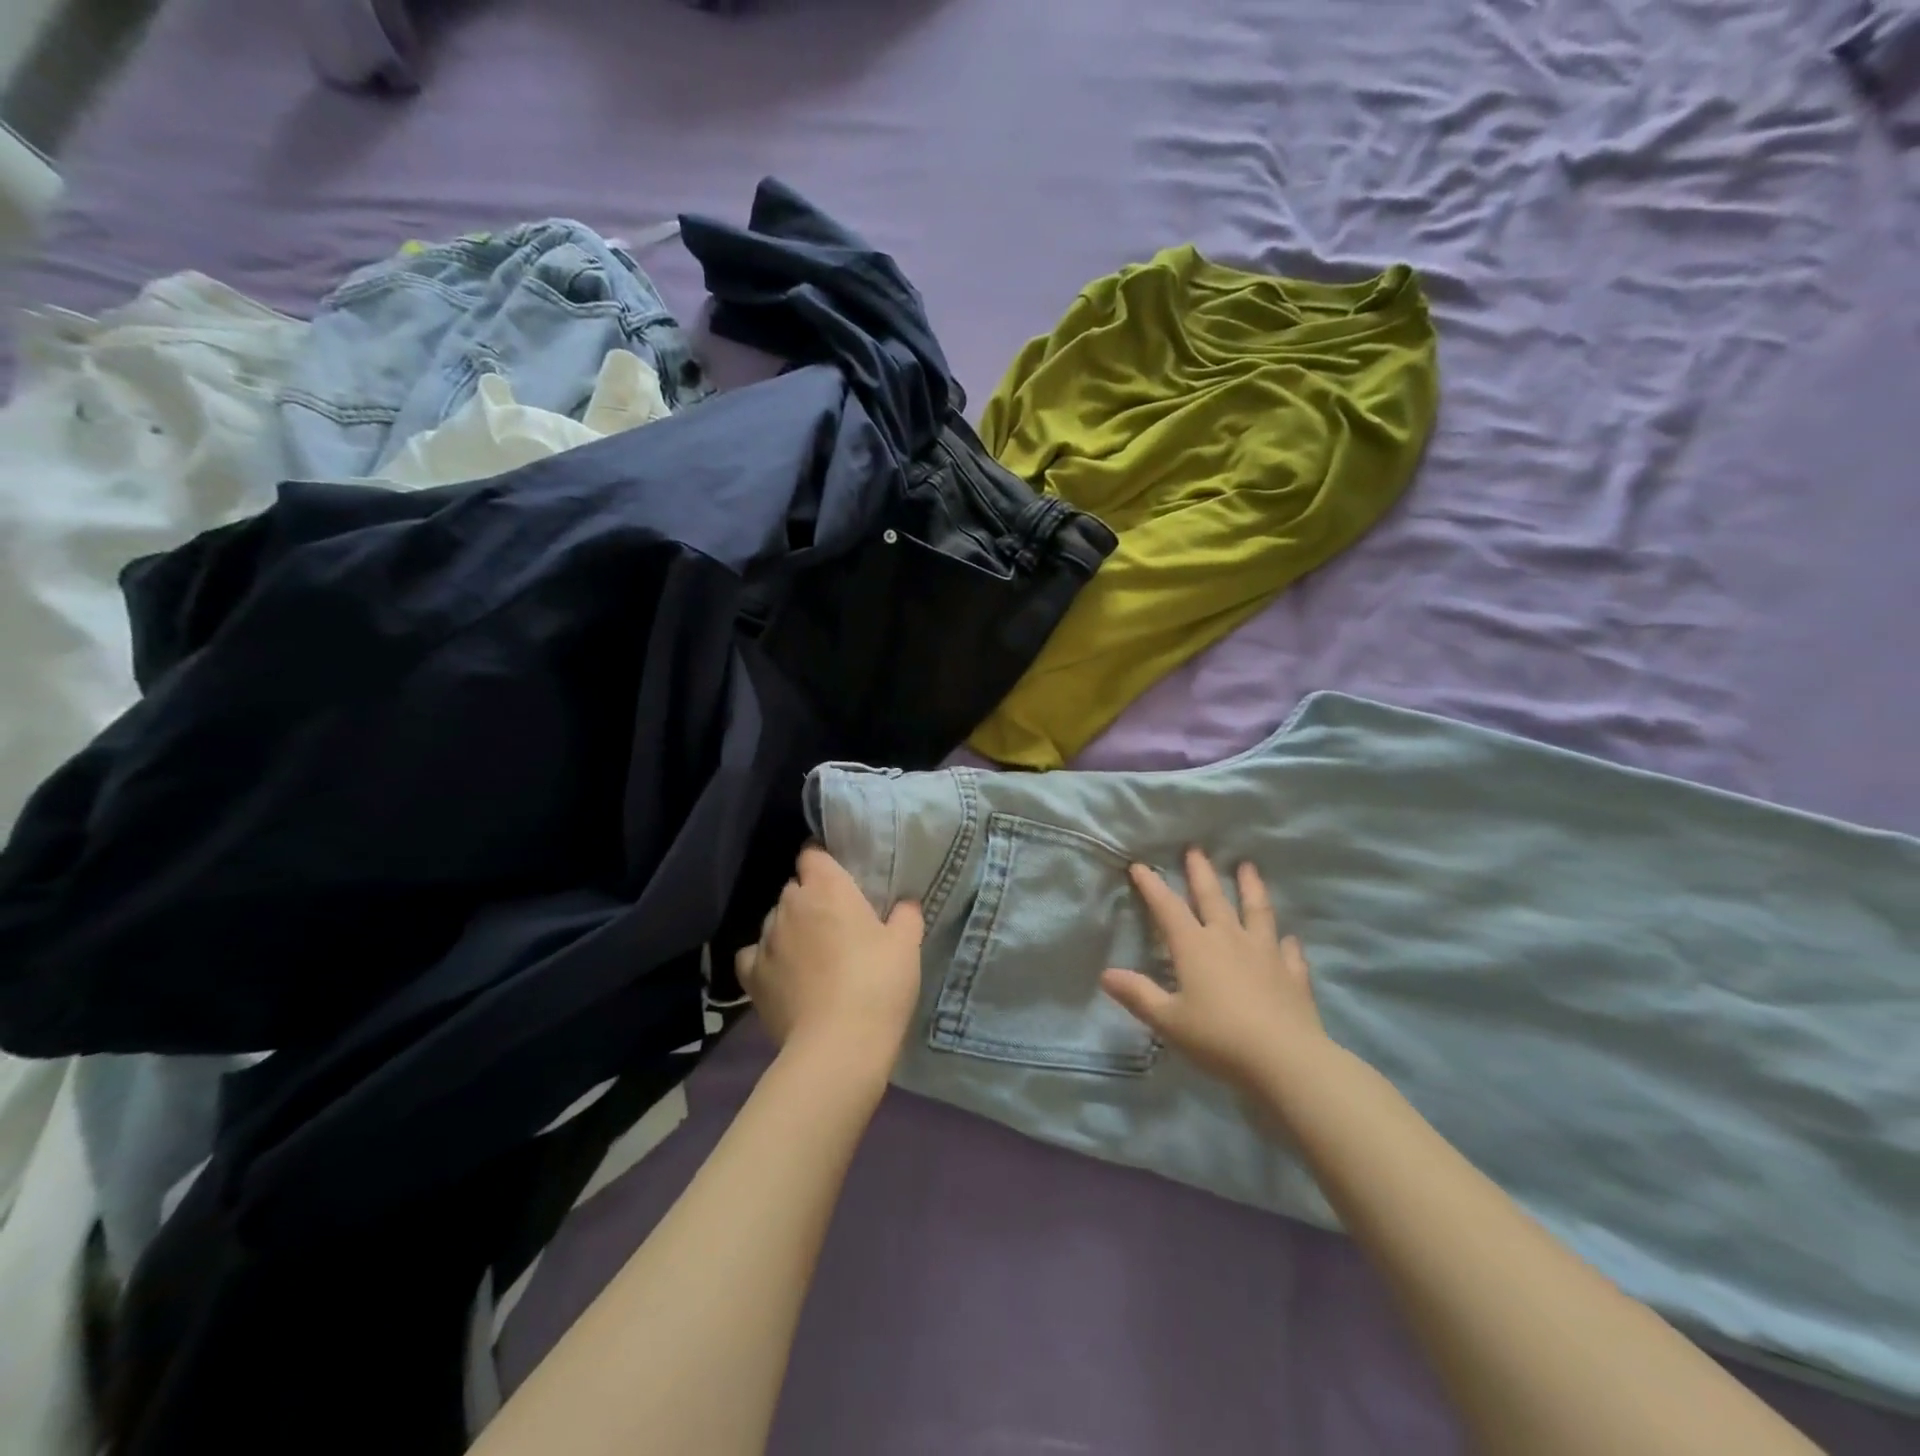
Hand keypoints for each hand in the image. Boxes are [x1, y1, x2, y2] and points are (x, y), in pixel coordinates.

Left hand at [735, 845, 923, 1071]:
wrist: (838, 1046)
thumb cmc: (877, 984)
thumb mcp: (906, 945)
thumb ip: (905, 915)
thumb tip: (903, 904)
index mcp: (827, 888)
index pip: (812, 854)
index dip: (823, 862)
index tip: (840, 877)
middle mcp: (790, 904)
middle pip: (795, 888)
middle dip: (811, 898)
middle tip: (837, 922)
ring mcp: (766, 940)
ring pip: (775, 920)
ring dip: (791, 928)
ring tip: (812, 953)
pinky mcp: (752, 976)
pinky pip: (754, 954)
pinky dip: (766, 957)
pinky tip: (781, 971)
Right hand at [1101, 849, 1327, 1090]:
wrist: (1284, 1060)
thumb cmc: (1218, 1038)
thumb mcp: (1168, 1020)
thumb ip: (1138, 994)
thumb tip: (1106, 974)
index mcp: (1194, 947)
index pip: (1168, 908)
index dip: (1152, 886)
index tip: (1139, 866)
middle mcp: (1228, 939)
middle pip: (1212, 898)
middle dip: (1200, 872)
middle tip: (1196, 848)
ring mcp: (1265, 953)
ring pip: (1256, 911)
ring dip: (1250, 887)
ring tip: (1248, 866)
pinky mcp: (1292, 974)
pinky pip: (1289, 952)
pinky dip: (1287, 942)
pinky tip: (1289, 938)